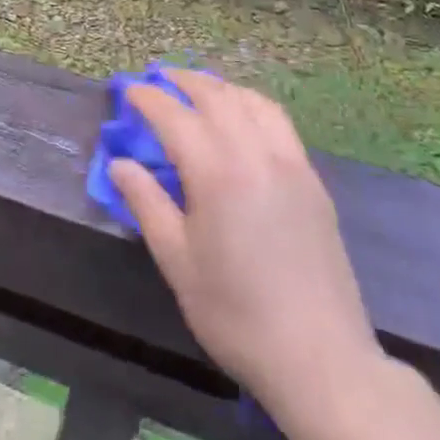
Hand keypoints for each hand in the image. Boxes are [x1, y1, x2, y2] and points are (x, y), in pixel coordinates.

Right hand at [109, 70, 382, 407]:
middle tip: (157, 80)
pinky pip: (278, 121)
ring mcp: (289, 162)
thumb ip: (146, 203)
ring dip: (218, 87)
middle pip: (214, 96)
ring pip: (250, 101)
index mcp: (216, 172)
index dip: (147, 98)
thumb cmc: (236, 314)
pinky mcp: (311, 179)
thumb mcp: (177, 262)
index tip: (127, 90)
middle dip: (181, 81)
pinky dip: (251, 103)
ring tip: (197, 89)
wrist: (320, 359)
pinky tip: (241, 116)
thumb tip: (119, 164)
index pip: (173, 115)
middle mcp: (254, 153)